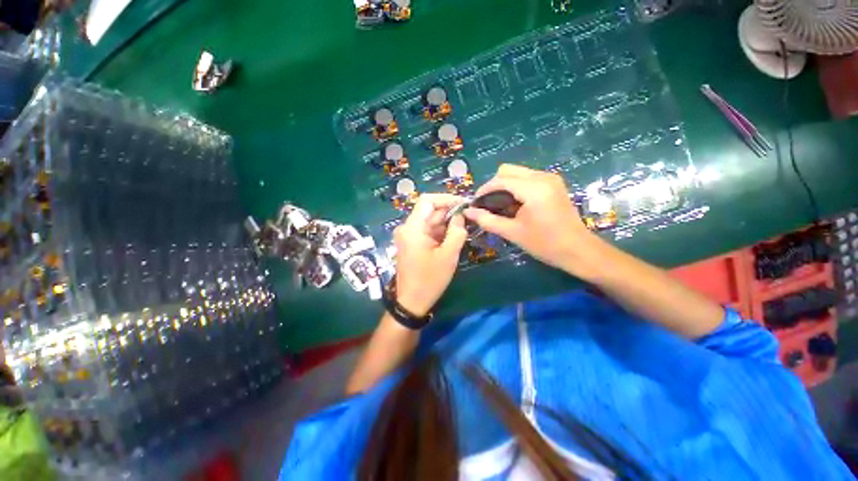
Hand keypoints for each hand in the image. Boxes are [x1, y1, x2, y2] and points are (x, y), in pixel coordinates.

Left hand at [393, 194, 467, 315]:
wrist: (412, 302)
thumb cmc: (430, 280)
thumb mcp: (448, 255)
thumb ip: (457, 232)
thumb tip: (460, 215)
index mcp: (413, 228)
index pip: (427, 200)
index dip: (446, 198)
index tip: (464, 204)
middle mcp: (408, 228)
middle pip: (430, 211)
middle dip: (450, 212)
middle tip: (470, 217)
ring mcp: (409, 236)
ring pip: (431, 221)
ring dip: (447, 223)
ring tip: (465, 228)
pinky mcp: (413, 244)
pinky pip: (429, 231)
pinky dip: (442, 232)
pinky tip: (455, 236)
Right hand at [464, 164, 603, 275]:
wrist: (578, 250)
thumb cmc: (545, 244)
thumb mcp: (512, 233)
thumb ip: (487, 220)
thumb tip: (468, 212)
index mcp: (533, 188)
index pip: (500, 180)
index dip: (484, 190)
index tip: (475, 204)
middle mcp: (542, 177)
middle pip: (507, 170)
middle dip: (493, 185)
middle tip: (488, 205)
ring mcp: (550, 178)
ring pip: (517, 172)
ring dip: (504, 186)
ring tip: (500, 206)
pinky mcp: (554, 183)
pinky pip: (527, 177)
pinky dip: (516, 187)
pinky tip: (515, 204)